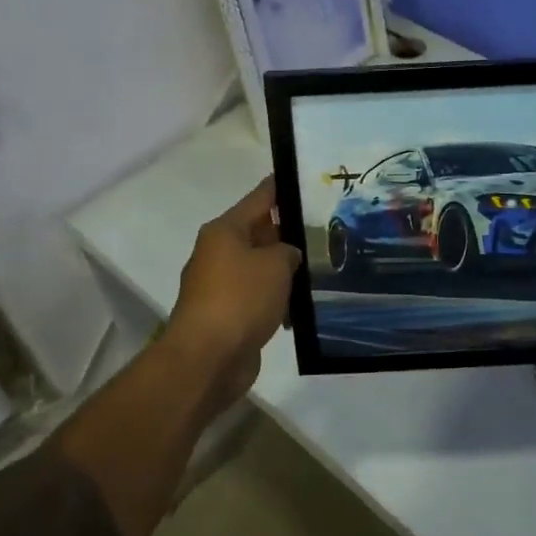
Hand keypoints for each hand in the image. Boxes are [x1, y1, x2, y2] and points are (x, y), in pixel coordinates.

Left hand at [164, 178, 301, 403]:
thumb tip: (287, 255)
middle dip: (290, 231)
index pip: (260, 198)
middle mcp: (220, 252)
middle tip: (327, 227)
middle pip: (260, 232)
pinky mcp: (228, 314)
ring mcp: (221, 285)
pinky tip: (303, 304)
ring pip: (261, 266)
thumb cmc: (241, 298)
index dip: (282, 187)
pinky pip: (259, 296)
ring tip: (323, 266)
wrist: (208, 358)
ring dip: (286, 269)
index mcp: (225, 230)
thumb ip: (289, 251)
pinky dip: (278, 298)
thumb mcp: (275, 264)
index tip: (305, 177)